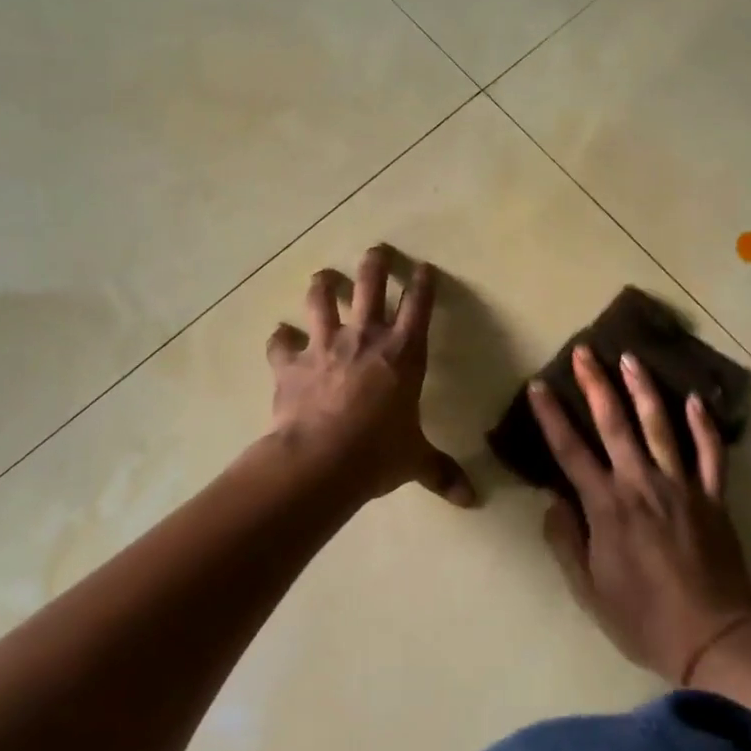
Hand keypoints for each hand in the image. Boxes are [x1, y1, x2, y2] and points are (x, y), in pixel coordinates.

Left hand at [266, 245, 475, 506]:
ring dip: (322, 285)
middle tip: (376, 250)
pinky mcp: (291, 363)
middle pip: (370, 285)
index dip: (423, 283)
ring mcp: (325, 345)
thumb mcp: (415, 460)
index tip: (424, 267)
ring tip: (324, 276)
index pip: (419, 305)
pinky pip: (281, 343)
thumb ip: (441, 472)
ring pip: (322, 300)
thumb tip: (471, 500)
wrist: (321, 460)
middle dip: (375, 263)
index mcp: (404, 353)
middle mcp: (366, 337)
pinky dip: (280, 338)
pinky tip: (279, 335)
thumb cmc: (378, 452)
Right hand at [528, 346, 750, 683]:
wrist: (714, 639)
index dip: (552, 416)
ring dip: (643, 389)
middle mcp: (642, 484)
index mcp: (607, 507)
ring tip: (631, 357)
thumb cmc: (643, 619)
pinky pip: (710, 453)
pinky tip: (695, 398)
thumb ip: (567, 541)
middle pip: (615, 424)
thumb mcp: (589, 590)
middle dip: (596, 384)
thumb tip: (553, 500)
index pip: (571, 451)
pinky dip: (704, 425)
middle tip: (584, 351)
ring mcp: (682, 486)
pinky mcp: (713, 497)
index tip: (539, 386)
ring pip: (661, 427)